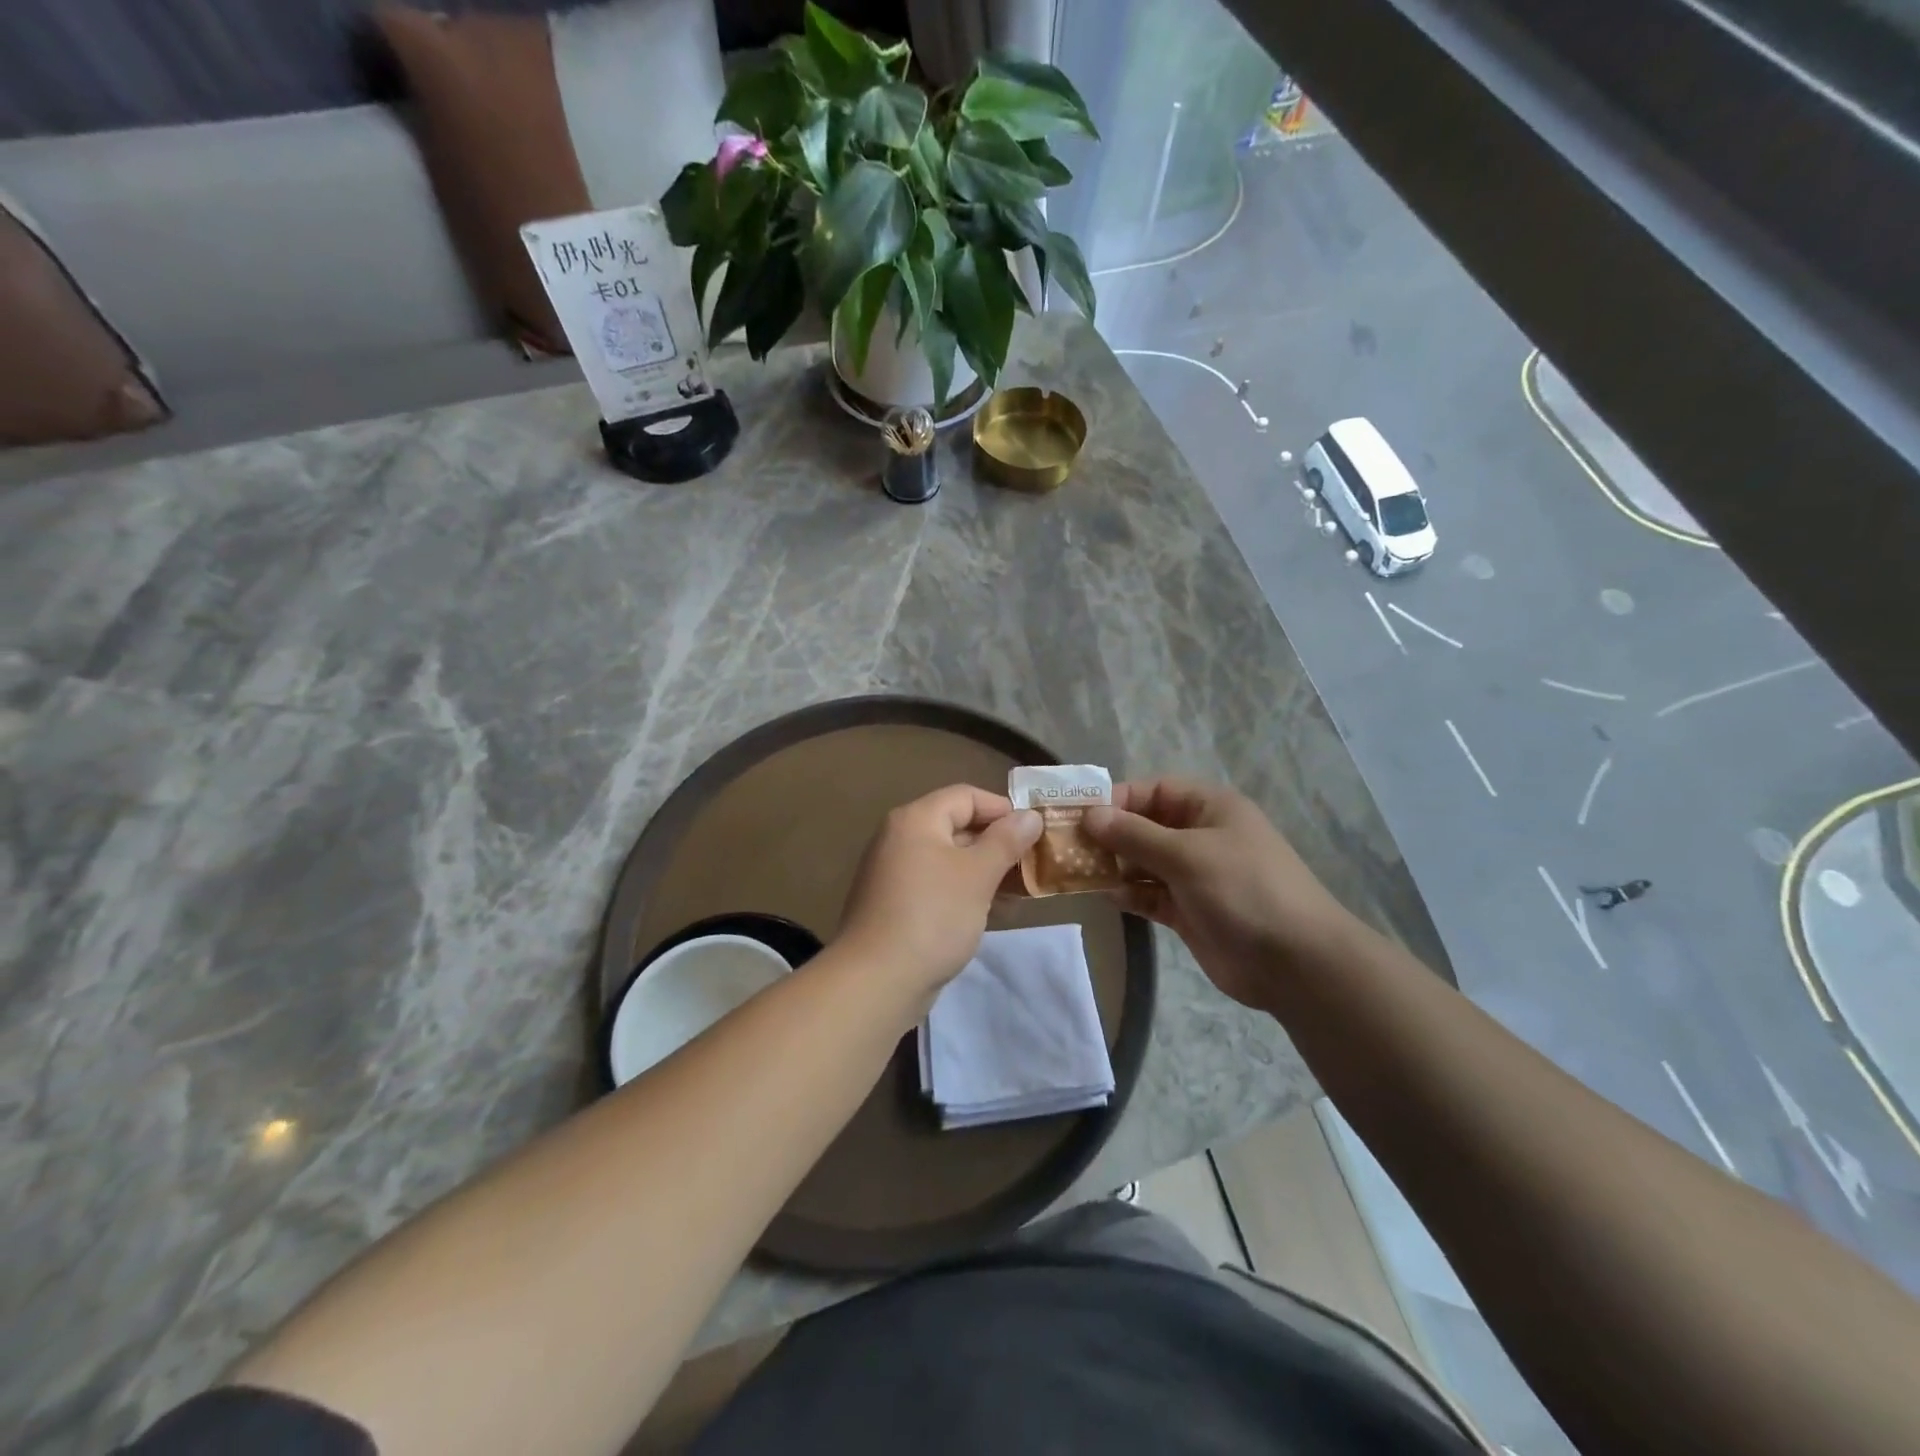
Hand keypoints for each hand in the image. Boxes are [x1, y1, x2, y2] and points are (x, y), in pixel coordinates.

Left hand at [836, 785, 1042, 999]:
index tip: (1033, 833)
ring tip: (1020, 890)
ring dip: (985, 870)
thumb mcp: (978, 875)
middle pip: (956, 825)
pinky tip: (991, 912)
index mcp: (916, 819)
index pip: (965, 795)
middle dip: (997, 843)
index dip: (1002, 809)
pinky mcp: (894, 905)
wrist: (877, 980)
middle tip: (1032, 863)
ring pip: (949, 859)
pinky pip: (937, 885)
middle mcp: (899, 838)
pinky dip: (964, 891)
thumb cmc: (933, 916)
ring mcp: (894, 873)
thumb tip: (1030, 816)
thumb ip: (1006, 841)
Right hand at [1083, 778, 1356, 1009]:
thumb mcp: (1186, 854)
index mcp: (1209, 808)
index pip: (1154, 790)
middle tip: (1068, 846)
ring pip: (1143, 862)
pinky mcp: (1189, 910)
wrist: (1295, 962)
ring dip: (1114, 865)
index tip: (1080, 815)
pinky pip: (1150, 894)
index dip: (1117, 799)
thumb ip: (1134, 834)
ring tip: (1078, 871)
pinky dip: (1129, 894)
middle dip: (1109, 834)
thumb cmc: (1243, 890)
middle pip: (1144, 826)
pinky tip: (1106, 896)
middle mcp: (1200, 836)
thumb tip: (1090, 815)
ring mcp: (1195, 875)